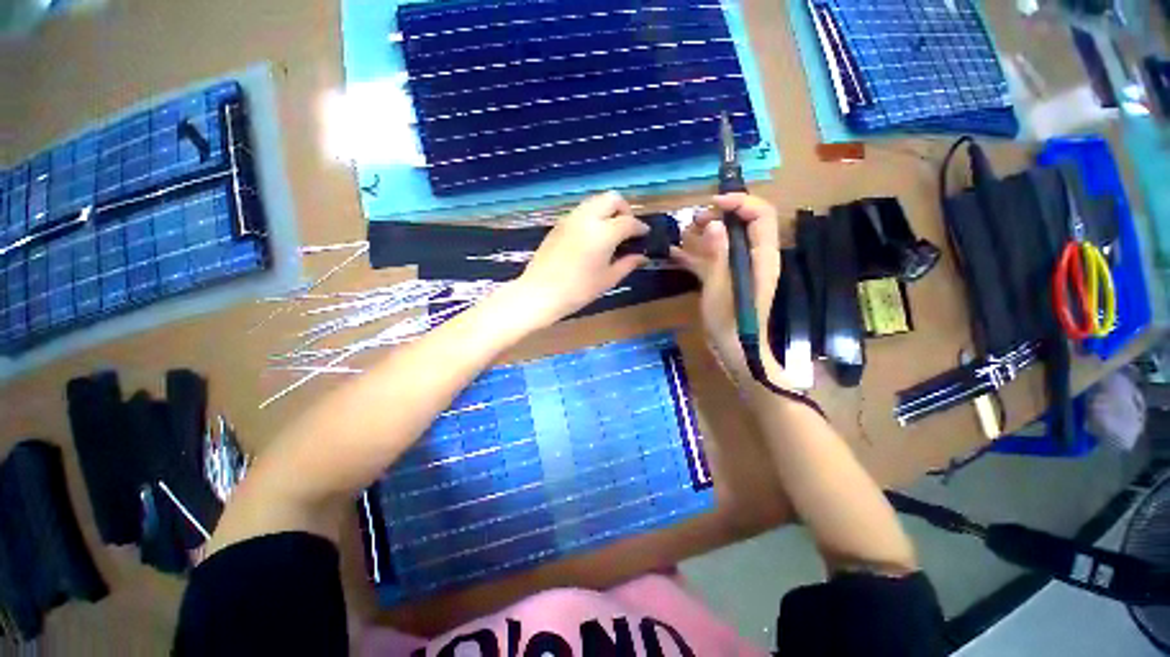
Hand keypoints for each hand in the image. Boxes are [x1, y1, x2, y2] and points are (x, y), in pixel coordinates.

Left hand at [517, 192, 648, 326]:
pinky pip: (581, 211)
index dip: (639, 227)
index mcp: (603, 232)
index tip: (644, 234)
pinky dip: (592, 215)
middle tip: (627, 228)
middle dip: (624, 209)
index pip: (628, 221)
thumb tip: (642, 257)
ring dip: (607, 210)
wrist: (540, 292)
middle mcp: (587, 218)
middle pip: (611, 198)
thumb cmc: (578, 290)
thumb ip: (627, 264)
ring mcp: (570, 218)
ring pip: (595, 201)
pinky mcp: (559, 224)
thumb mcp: (607, 279)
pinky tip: (592, 236)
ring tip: (611, 231)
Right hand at [671, 193, 793, 388]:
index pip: (761, 214)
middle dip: (719, 215)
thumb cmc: (730, 321)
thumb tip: (714, 223)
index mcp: (762, 256)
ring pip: (726, 240)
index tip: (713, 202)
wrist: (734, 350)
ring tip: (684, 233)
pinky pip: (714, 259)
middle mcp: (755, 257)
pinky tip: (675, 253)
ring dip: (705, 233)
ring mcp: (739, 268)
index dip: (740, 201)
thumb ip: (719, 254)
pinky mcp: (726, 279)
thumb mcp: (721, 286)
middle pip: (743, 224)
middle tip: (695, 220)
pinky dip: (697, 254)